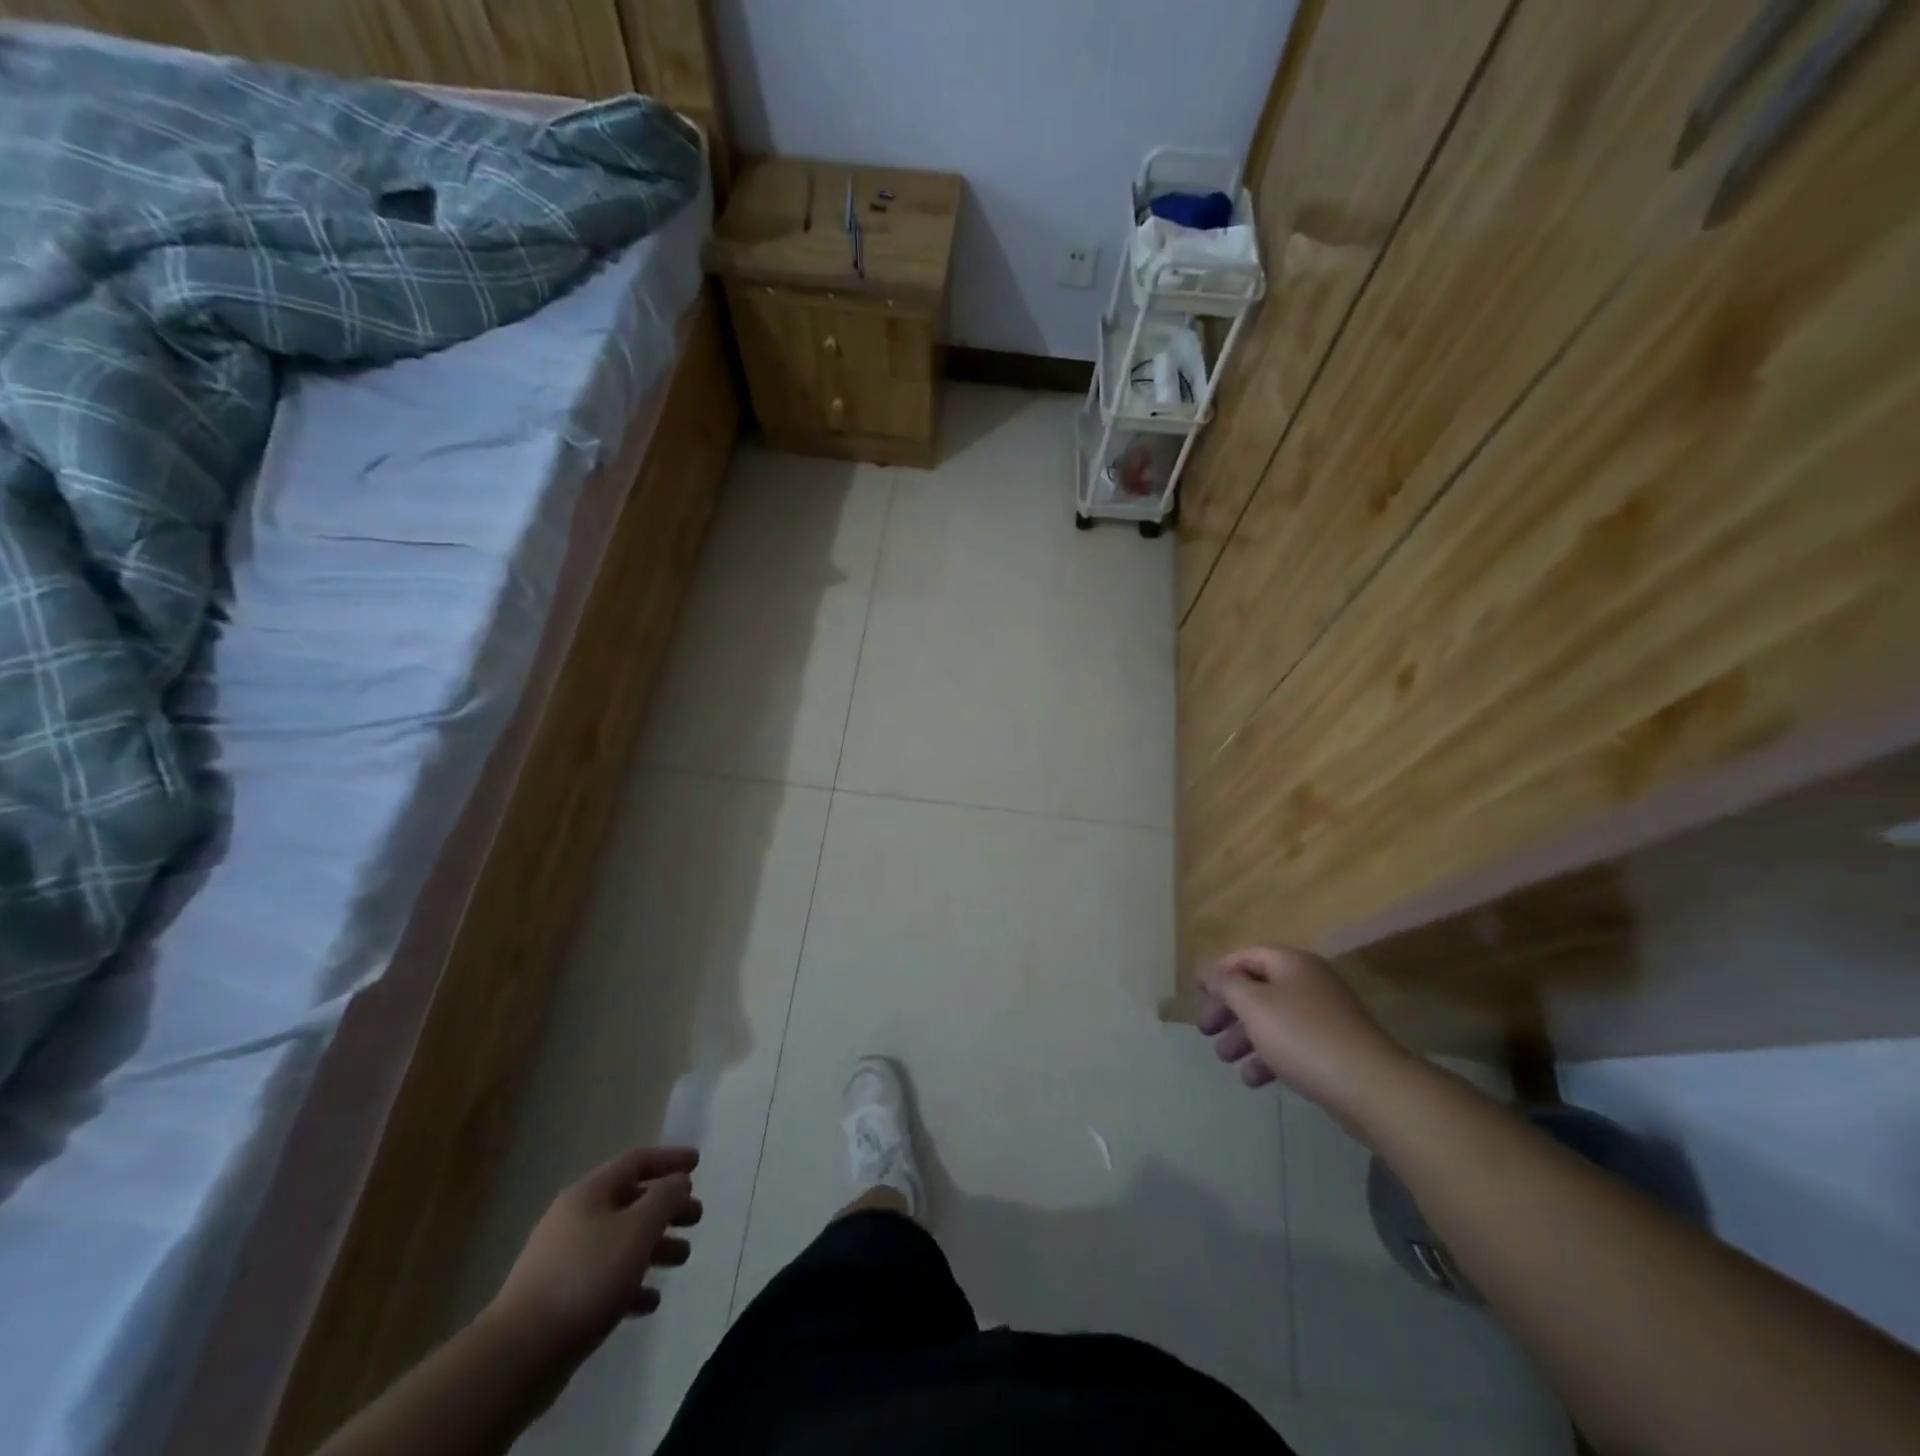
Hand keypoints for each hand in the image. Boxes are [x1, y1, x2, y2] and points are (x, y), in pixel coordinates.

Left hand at [492, 1146, 703, 1346]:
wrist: (517, 1356)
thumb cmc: (586, 1278)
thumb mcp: (637, 1229)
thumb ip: (664, 1198)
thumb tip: (678, 1180)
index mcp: (588, 1194)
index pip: (636, 1161)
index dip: (669, 1159)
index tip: (697, 1163)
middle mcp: (574, 1219)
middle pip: (630, 1202)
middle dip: (666, 1207)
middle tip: (696, 1217)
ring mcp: (562, 1261)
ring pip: (619, 1242)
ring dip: (654, 1246)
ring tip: (682, 1258)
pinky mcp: (558, 1301)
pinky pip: (604, 1280)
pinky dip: (631, 1283)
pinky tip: (650, 1301)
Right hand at [1198, 946, 1409, 1113]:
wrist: (1370, 1086)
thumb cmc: (1302, 1036)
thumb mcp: (1254, 1005)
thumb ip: (1227, 985)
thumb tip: (1211, 973)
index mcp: (1292, 963)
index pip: (1246, 956)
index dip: (1219, 971)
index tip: (1197, 993)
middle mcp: (1309, 982)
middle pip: (1258, 988)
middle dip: (1228, 1010)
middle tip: (1206, 1031)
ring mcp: (1325, 1016)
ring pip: (1273, 1019)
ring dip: (1244, 1037)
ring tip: (1225, 1059)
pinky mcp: (1334, 1048)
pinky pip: (1292, 1044)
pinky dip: (1269, 1057)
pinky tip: (1253, 1079)